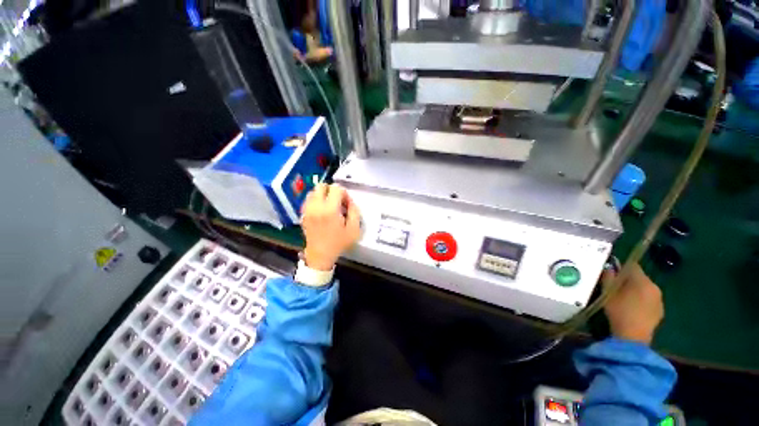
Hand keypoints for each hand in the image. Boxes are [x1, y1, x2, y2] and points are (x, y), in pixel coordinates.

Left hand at [301, 184, 360, 270]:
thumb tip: (350, 201)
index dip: (344, 193)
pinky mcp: (303, 214)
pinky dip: (315, 200)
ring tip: (329, 205)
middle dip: (331, 190)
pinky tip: (321, 210)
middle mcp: (316, 207)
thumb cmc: (338, 243)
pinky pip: (308, 200)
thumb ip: (355, 212)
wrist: (320, 255)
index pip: (336, 189)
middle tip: (337, 201)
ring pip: (313, 192)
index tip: (346, 203)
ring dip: (322, 195)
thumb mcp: (354, 229)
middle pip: (321, 186)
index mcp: (330, 210)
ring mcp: (307, 210)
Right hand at [603, 264, 663, 344]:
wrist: (633, 338)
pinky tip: (631, 309)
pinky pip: (649, 300)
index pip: (632, 265)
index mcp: (643, 281)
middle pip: (640, 277)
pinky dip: (640, 301)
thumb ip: (608, 277)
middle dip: (628, 280)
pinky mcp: (660, 311)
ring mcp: (659, 300)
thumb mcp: (607, 292)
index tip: (611, 272)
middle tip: (615, 287)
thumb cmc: (619, 312)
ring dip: (634, 291)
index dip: (621, 266)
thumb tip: (609, 267)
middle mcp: (655, 287)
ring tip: (622, 299)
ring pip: (645, 289)